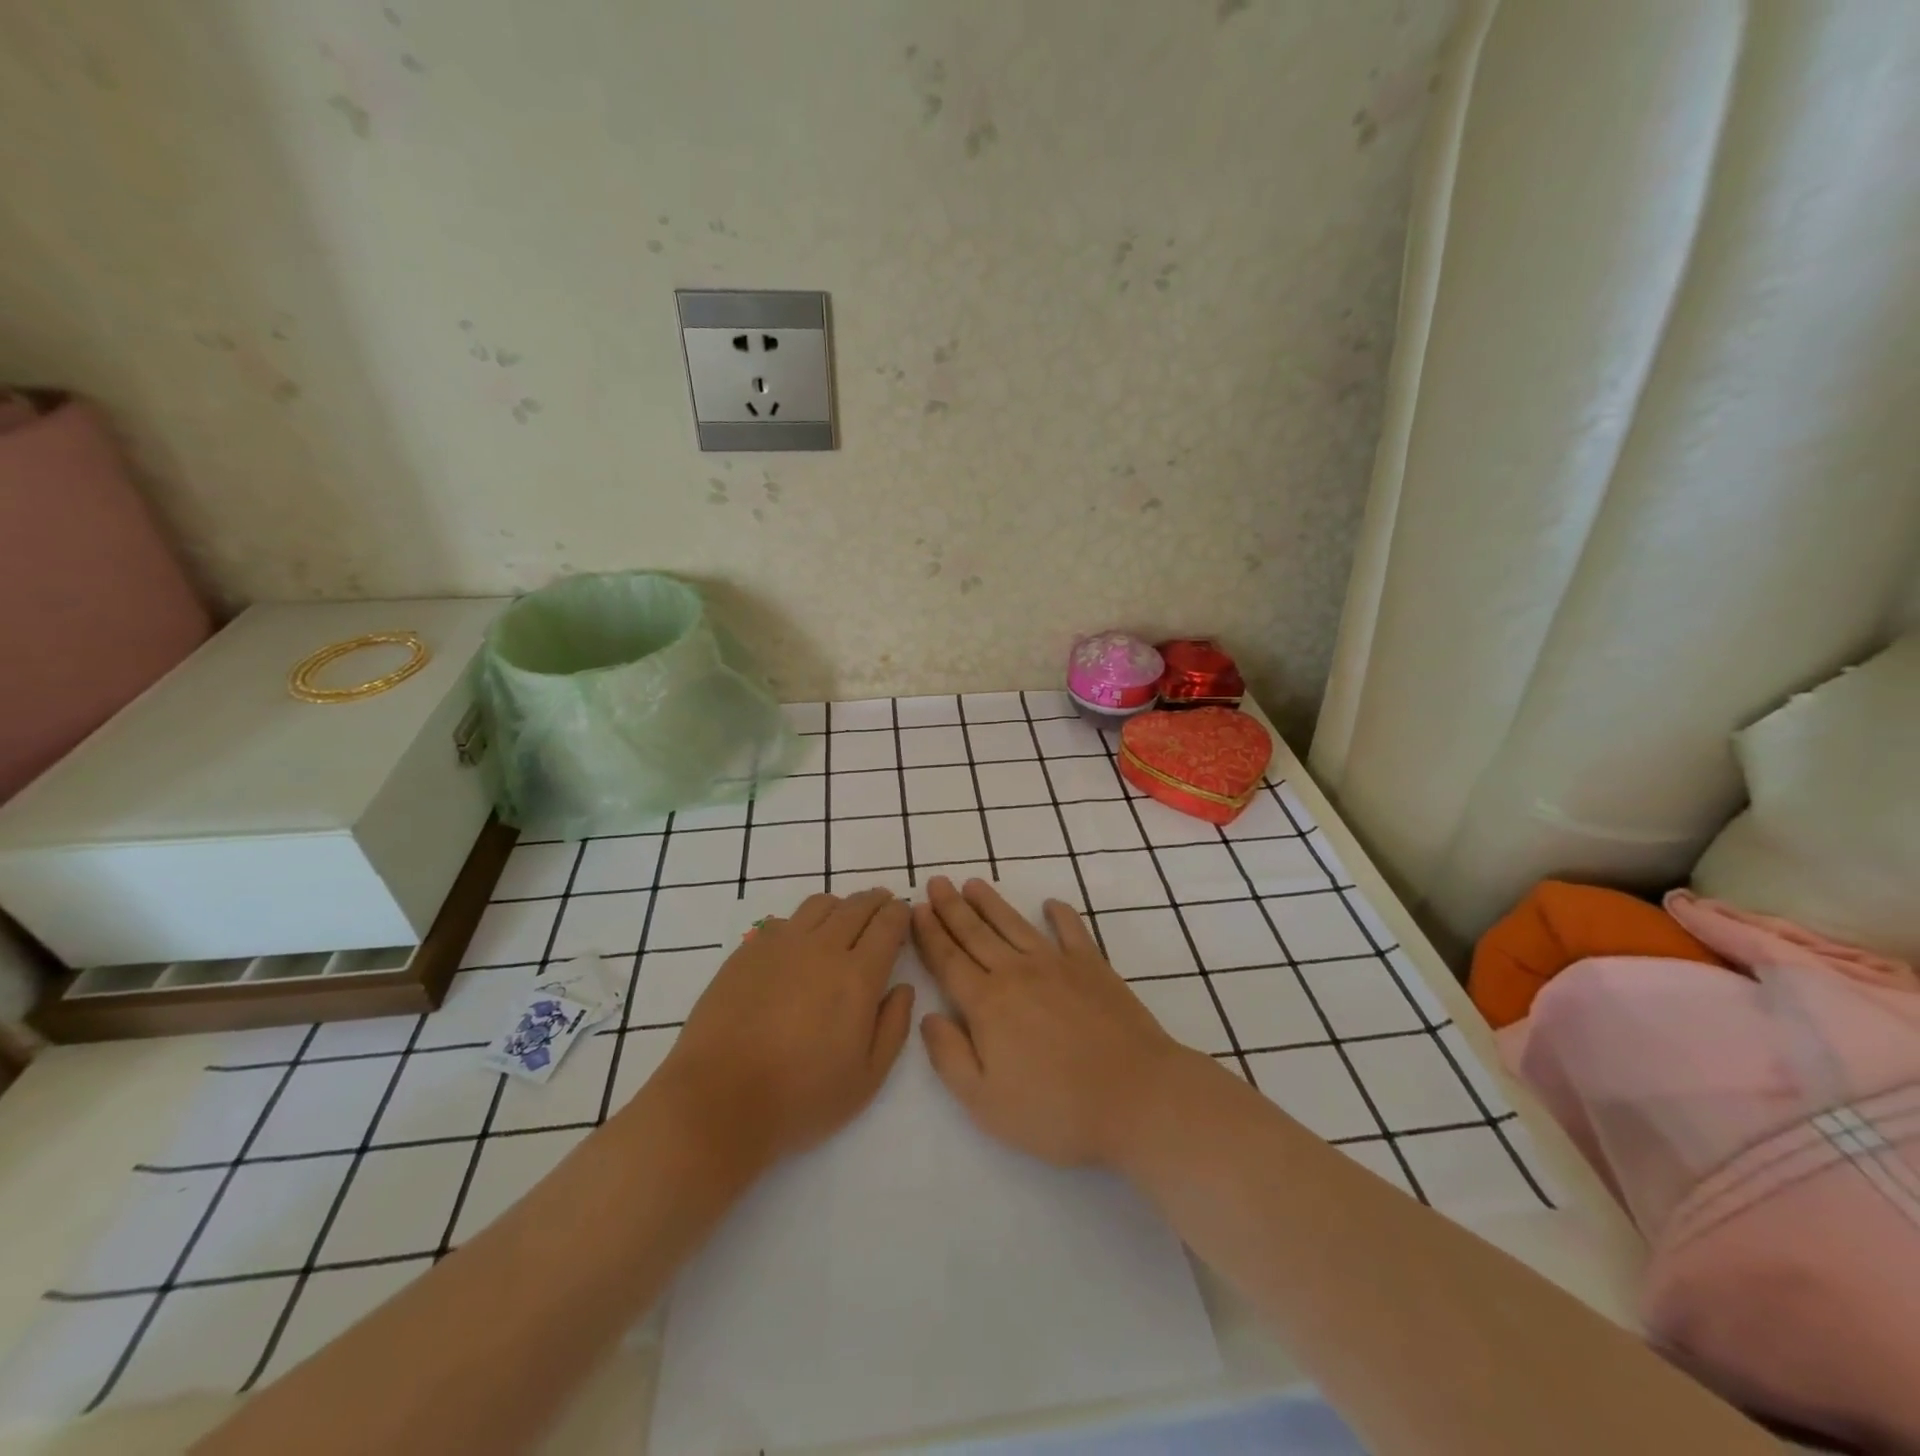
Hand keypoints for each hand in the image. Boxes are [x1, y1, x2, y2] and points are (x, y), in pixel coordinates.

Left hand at [653, 888, 914, 1171]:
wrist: (718, 1101)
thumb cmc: (800, 1099)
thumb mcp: (867, 1079)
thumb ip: (893, 1027)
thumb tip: (903, 988)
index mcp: (857, 977)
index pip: (887, 925)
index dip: (900, 913)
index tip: (904, 913)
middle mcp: (822, 948)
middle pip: (856, 906)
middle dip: (875, 901)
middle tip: (883, 906)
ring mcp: (780, 945)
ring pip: (819, 905)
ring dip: (840, 906)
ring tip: (843, 920)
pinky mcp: (747, 952)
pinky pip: (784, 921)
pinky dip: (803, 922)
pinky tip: (799, 943)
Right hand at [912, 876, 1191, 1168]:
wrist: (1136, 1097)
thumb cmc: (1055, 1110)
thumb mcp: (985, 1102)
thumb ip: (950, 1057)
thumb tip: (928, 1016)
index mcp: (987, 1004)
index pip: (949, 960)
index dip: (930, 934)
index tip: (916, 909)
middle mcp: (1017, 973)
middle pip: (976, 934)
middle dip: (952, 907)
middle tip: (936, 882)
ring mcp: (1058, 964)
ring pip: (1015, 925)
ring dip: (991, 903)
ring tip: (973, 884)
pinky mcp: (1094, 967)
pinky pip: (1072, 930)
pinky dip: (1060, 914)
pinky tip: (1050, 903)